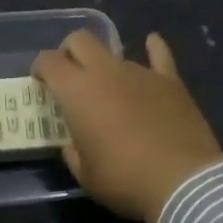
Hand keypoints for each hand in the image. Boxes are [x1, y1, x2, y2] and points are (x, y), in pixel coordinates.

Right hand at [33, 31, 222, 222]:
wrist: (183, 183)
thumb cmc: (125, 180)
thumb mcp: (85, 176)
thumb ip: (73, 152)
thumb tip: (74, 143)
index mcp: (77, 91)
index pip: (49, 62)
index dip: (40, 67)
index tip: (40, 81)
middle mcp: (105, 71)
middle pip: (80, 40)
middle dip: (69, 51)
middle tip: (69, 74)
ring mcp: (140, 72)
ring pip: (115, 53)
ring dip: (106, 66)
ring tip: (110, 88)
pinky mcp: (170, 81)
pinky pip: (159, 55)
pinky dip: (153, 48)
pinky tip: (151, 42)